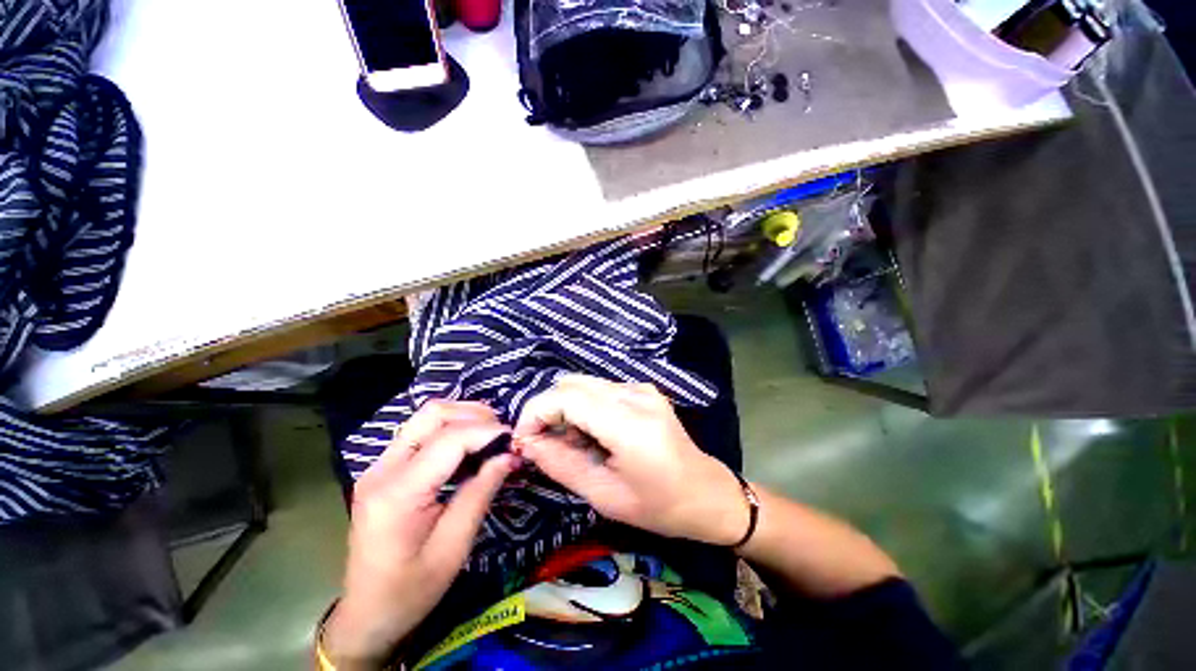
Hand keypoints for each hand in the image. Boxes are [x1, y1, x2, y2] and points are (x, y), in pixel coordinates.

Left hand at [323, 400, 519, 668]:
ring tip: (491, 437)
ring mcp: (380, 466)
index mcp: (397, 492)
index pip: (449, 438)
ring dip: (464, 418)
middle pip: (432, 414)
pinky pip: (422, 433)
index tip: (515, 439)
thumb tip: (510, 455)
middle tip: (503, 433)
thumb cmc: (411, 590)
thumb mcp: (454, 546)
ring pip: (427, 418)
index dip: (487, 431)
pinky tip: (470, 448)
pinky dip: (452, 430)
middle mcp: (383, 469)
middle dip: (474, 414)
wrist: (367, 614)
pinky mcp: (385, 470)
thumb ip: (482, 492)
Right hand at [513, 375, 747, 545]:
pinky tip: (593, 434)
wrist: (706, 493)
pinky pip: (600, 389)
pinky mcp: (643, 389)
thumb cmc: (658, 506)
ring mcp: (641, 388)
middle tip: (543, 444)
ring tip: (572, 443)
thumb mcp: (604, 495)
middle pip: (571, 384)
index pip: (566, 397)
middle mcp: (634, 395)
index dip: (535, 413)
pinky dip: (584, 407)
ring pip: (583, 384)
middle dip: (547, 410)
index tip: (523, 441)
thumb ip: (560, 464)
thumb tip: (526, 443)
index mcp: (628, 423)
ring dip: (566, 408)